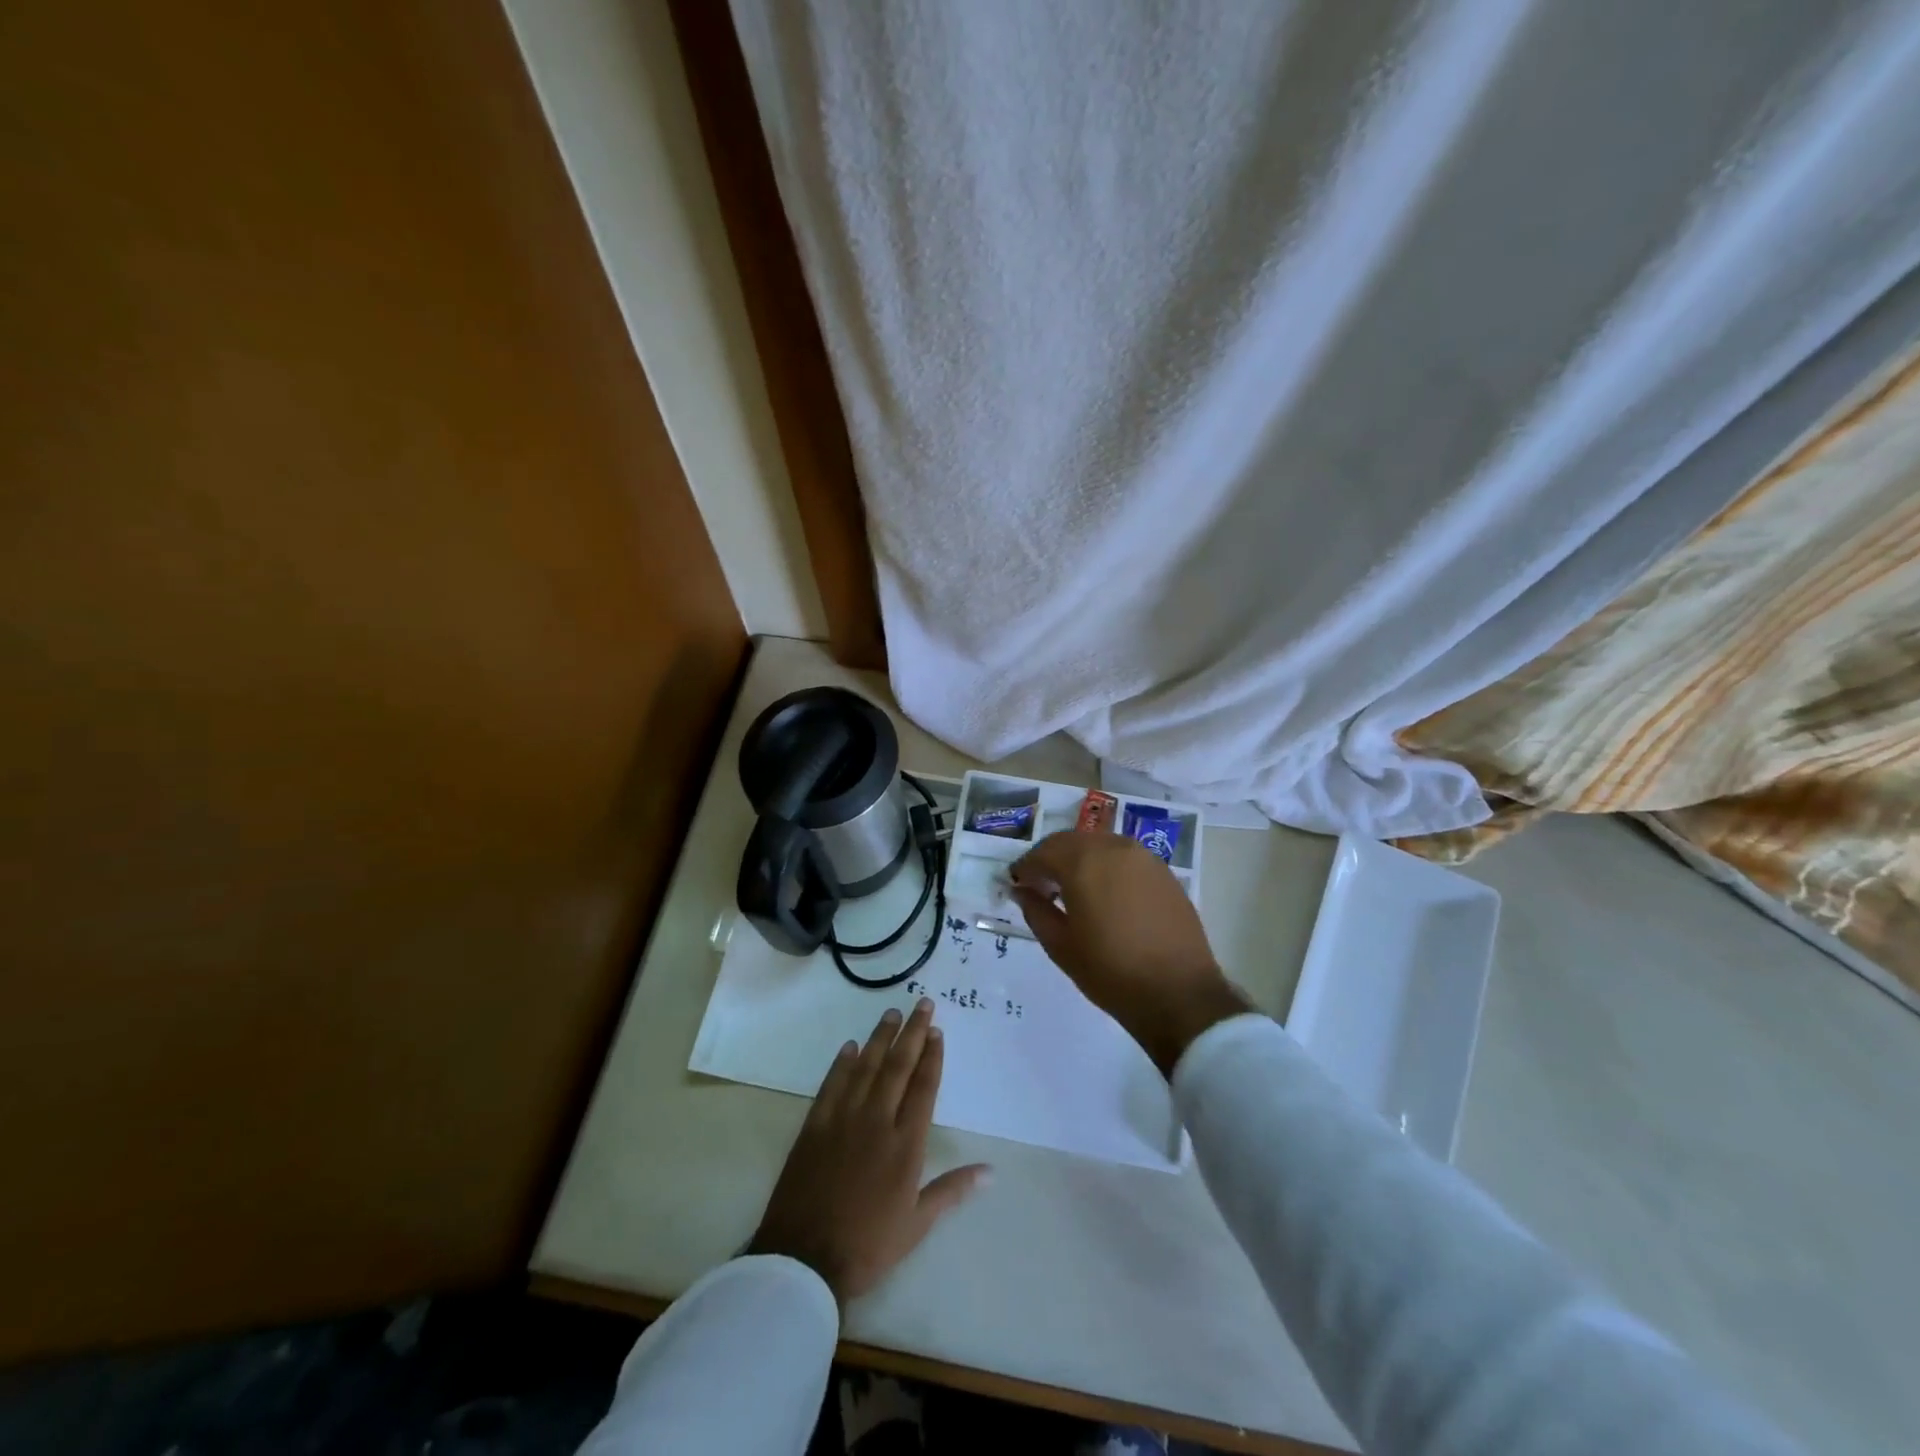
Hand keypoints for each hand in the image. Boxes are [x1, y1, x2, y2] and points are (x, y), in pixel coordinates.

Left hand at [748, 999, 989, 1305]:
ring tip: (891, 1014)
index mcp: (906, 1144)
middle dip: (912, 1032)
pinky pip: (832, 1085)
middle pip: (898, 1067)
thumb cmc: (868, 1245)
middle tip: (922, 1004)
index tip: (936, 1030)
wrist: (805, 1259)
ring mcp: (843, 1120)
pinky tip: (850, 1046)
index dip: (931, 1056)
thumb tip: (990, 1170)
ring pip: (866, 1067)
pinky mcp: (815, 1126)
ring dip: (880, 1038)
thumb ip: (952, 1190)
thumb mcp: (917, 1224)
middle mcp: (877, 1121)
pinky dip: (842, 1063)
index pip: (923, 1088)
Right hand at [1011, 831, 1252, 1075]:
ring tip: (1072, 890)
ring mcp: (1143, 857)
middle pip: (1071, 841)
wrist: (1178, 994)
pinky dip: (1106, 866)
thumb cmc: (1110, 972)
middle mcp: (1113, 847)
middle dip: (1051, 859)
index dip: (1025, 867)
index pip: (1043, 852)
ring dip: (1079, 859)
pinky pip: (1124, 857)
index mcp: (1083, 862)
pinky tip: (1104, 894)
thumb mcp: (1061, 945)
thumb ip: (1035, 910)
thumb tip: (1021, 890)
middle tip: (1041, 886)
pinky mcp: (1163, 872)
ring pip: (1099, 845)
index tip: (1017, 885)